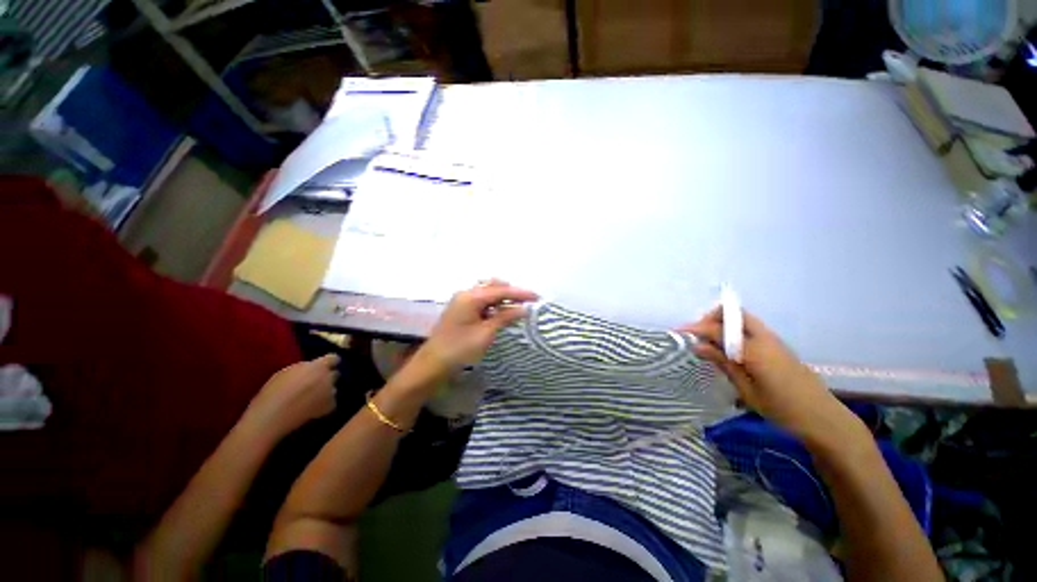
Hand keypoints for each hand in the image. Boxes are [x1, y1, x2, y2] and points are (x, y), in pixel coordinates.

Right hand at [243, 354, 339, 437]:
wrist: (271, 417)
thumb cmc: (273, 392)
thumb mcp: (287, 372)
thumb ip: (305, 368)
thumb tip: (312, 368)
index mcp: (318, 366)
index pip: (334, 358)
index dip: (329, 363)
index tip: (323, 367)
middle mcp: (328, 377)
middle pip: (335, 374)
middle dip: (327, 378)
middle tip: (315, 384)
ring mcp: (331, 392)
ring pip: (333, 388)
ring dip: (326, 391)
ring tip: (311, 399)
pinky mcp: (330, 406)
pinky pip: (331, 403)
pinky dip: (324, 405)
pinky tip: (312, 409)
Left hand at [413, 280, 538, 380]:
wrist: (432, 364)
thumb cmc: (460, 349)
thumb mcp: (486, 333)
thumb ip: (505, 317)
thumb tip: (523, 309)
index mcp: (471, 297)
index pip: (501, 291)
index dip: (520, 293)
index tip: (537, 297)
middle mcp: (466, 294)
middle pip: (493, 286)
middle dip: (511, 293)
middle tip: (527, 303)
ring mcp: (462, 301)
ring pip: (488, 293)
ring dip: (503, 299)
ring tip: (518, 307)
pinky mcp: (461, 309)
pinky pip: (482, 301)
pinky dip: (494, 305)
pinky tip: (502, 313)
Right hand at [681, 308, 857, 445]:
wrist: (823, 418)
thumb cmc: (782, 409)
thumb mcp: (747, 390)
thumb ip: (723, 363)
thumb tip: (698, 346)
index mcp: (755, 350)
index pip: (718, 330)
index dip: (696, 328)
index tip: (677, 331)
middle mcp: (765, 338)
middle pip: (735, 313)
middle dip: (712, 317)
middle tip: (699, 334)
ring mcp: (774, 340)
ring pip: (744, 319)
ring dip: (724, 324)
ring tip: (710, 342)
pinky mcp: (778, 347)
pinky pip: (751, 329)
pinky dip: (735, 332)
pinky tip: (729, 350)